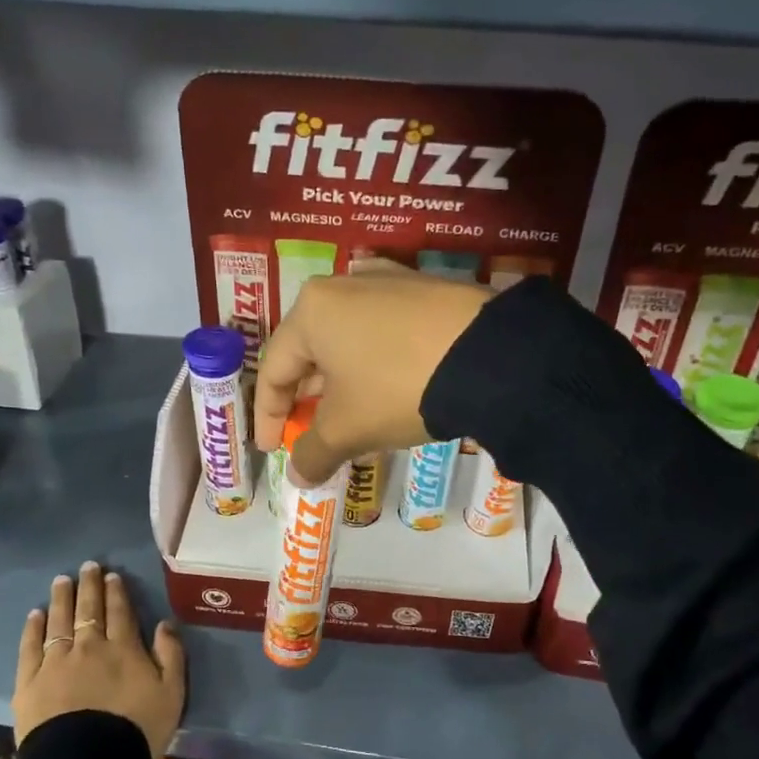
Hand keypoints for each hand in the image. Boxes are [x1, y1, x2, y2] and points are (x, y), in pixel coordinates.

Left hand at [15, 562, 185, 758]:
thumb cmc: (136, 731)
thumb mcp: (171, 694)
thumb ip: (171, 655)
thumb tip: (165, 623)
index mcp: (124, 649)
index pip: (120, 612)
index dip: (116, 592)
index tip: (112, 575)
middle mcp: (89, 647)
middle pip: (88, 609)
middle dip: (89, 586)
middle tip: (87, 566)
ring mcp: (56, 662)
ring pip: (59, 621)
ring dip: (61, 598)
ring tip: (61, 580)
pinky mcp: (29, 682)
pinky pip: (30, 647)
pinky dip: (33, 628)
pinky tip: (35, 614)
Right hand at [254, 268, 492, 485]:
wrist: (490, 357)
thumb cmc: (398, 388)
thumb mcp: (347, 429)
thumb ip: (312, 454)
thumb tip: (296, 477)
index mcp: (311, 311)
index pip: (273, 370)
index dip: (268, 416)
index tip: (271, 449)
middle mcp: (344, 285)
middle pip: (310, 351)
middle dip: (308, 399)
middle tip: (311, 435)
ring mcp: (389, 281)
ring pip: (349, 340)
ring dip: (342, 384)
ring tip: (351, 418)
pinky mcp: (427, 289)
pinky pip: (385, 331)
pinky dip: (376, 363)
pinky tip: (389, 387)